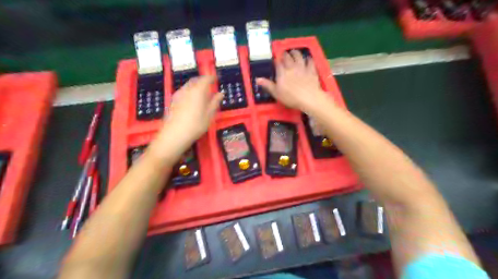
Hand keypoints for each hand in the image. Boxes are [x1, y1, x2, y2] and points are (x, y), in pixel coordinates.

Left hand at [151, 76, 222, 160]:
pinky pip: (183, 91)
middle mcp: (187, 90)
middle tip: (209, 84)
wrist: (174, 135)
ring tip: (202, 93)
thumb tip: (220, 93)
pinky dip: (189, 92)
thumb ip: (215, 102)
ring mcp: (178, 95)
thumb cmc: (196, 125)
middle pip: (195, 80)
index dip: (211, 77)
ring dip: (195, 86)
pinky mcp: (172, 101)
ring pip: (188, 86)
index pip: (205, 79)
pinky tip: (192, 100)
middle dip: (202, 80)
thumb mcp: (209, 115)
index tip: (216, 78)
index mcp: (198, 91)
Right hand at [256, 51, 329, 112]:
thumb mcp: (276, 93)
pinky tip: (307, 58)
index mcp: (282, 72)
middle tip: (284, 54)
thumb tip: (257, 79)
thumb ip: (267, 85)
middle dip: (285, 54)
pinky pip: (310, 61)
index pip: (278, 62)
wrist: (308, 98)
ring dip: (295, 53)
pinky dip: (308, 59)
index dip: (276, 60)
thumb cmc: (290, 97)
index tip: (275, 59)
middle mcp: (292, 67)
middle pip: (287, 57)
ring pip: (298, 56)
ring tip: (294, 52)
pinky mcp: (312, 70)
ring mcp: (302, 67)